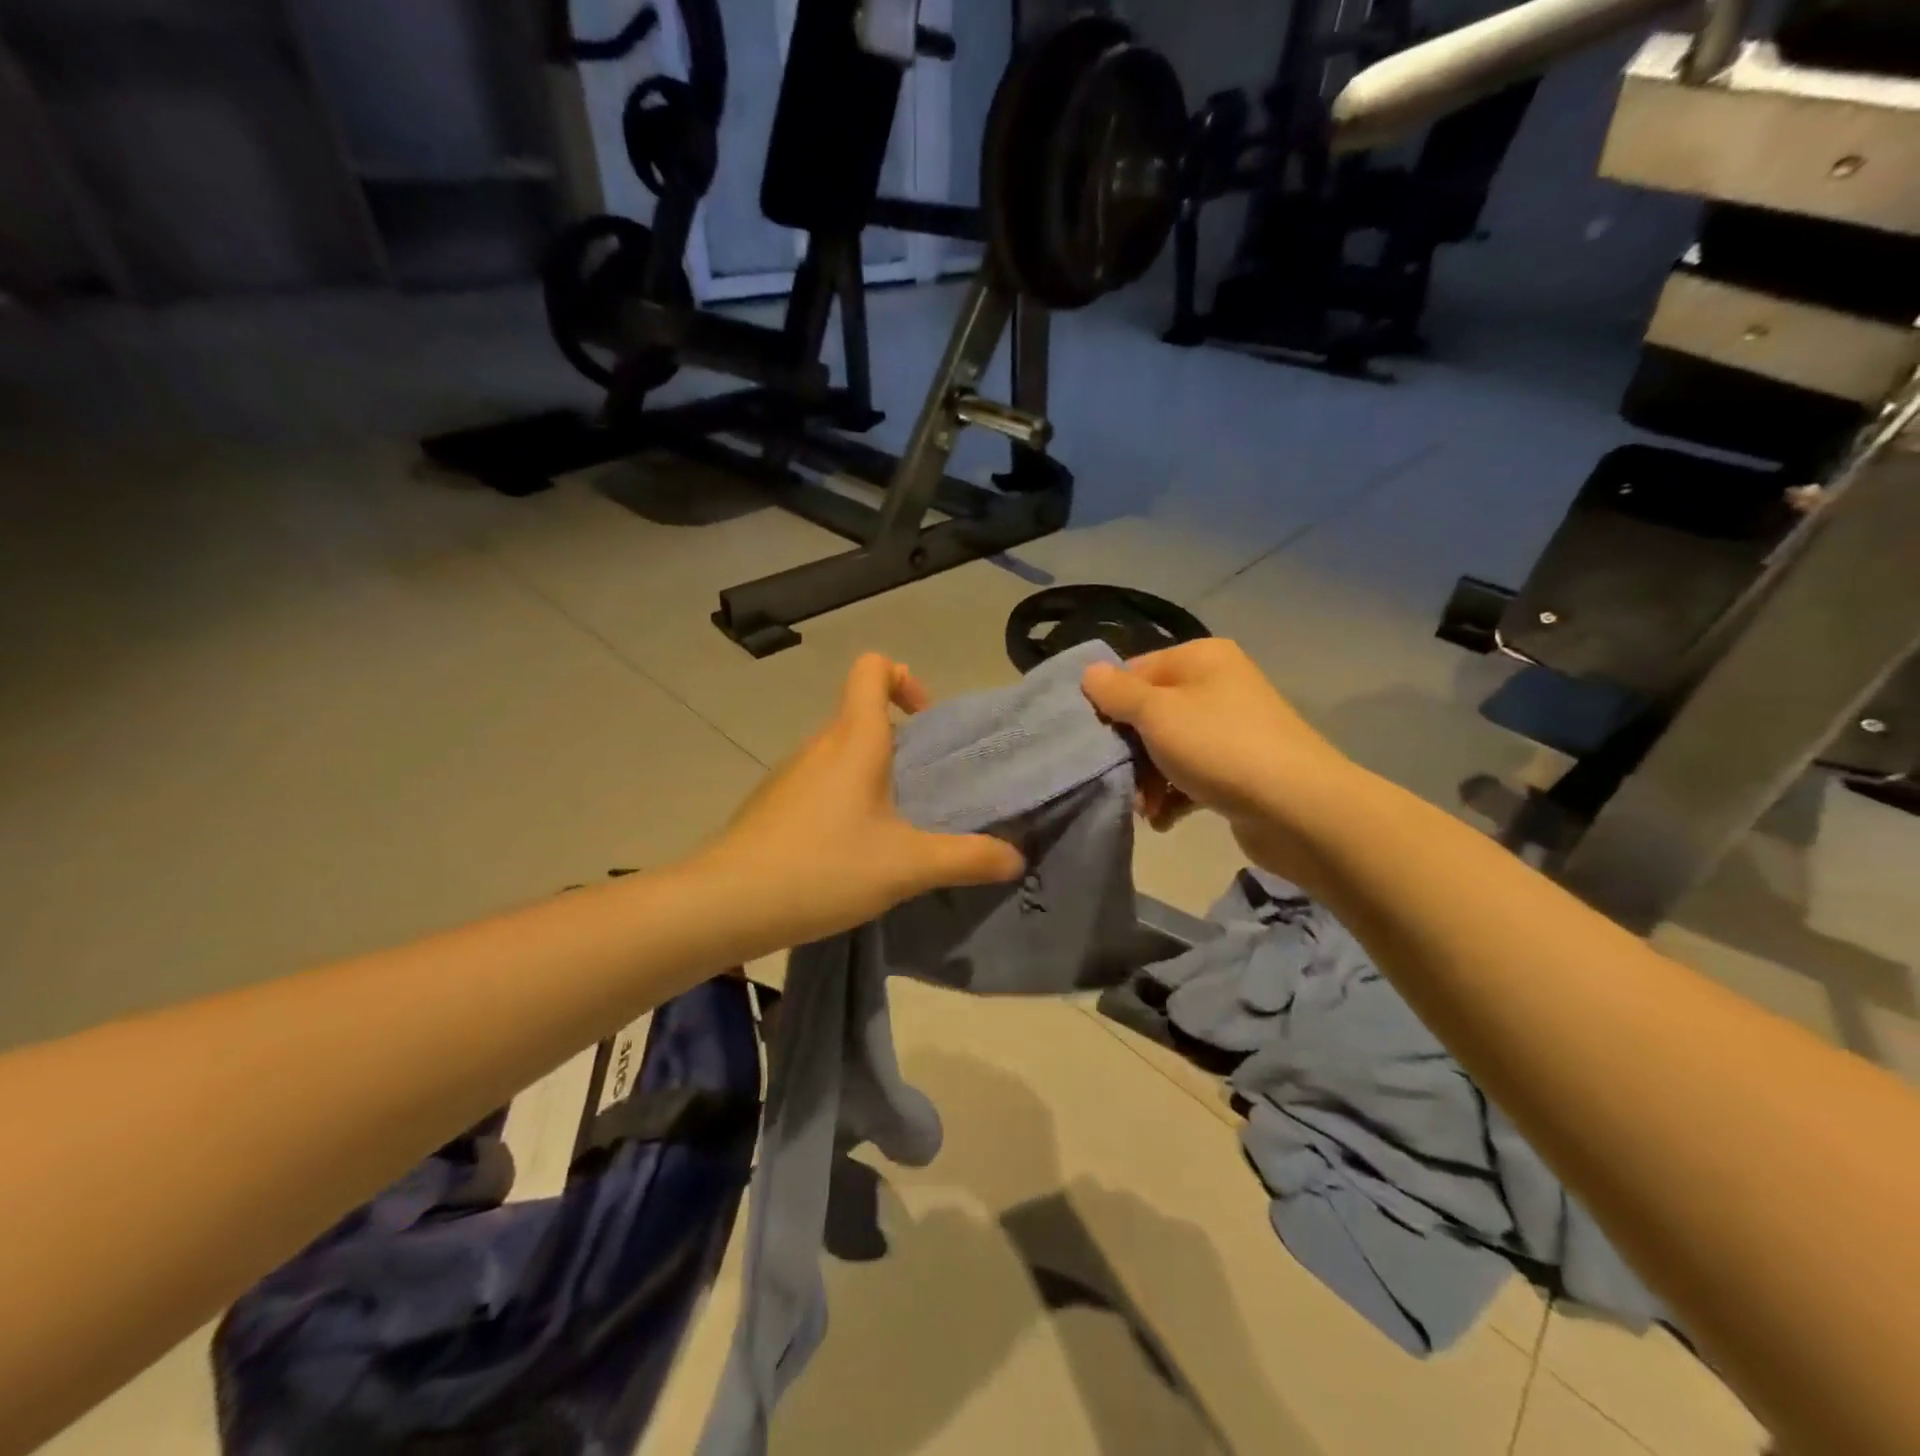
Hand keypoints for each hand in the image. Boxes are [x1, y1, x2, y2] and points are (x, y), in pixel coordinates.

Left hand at [699, 654, 1024, 945]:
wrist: (726, 904)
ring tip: (895, 828)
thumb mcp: (907, 866)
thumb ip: (967, 858)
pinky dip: (844, 800)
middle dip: (901, 741)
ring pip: (841, 753)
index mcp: (854, 739)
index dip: (904, 679)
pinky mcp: (773, 804)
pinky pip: (820, 784)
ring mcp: (790, 774)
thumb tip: (1016, 857)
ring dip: (873, 775)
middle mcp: (819, 744)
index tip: (925, 722)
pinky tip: (852, 851)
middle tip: (927, 790)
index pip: (872, 668)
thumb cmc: (823, 868)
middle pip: (862, 714)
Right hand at [1080, 639, 1357, 877]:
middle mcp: (1217, 685)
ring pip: (1168, 748)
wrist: (1298, 808)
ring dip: (1148, 780)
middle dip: (1129, 751)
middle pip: (1150, 713)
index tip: (1092, 739)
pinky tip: (1163, 820)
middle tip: (1118, 780)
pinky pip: (1191, 775)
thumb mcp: (1157, 713)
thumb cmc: (1219, 747)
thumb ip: (1117, 692)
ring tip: (1144, 809)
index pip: (1134, 671)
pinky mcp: (1238, 768)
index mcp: (1200, 659)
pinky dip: (1174, 796)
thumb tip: (1089, 673)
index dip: (1109, 704)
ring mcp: (1230, 728)